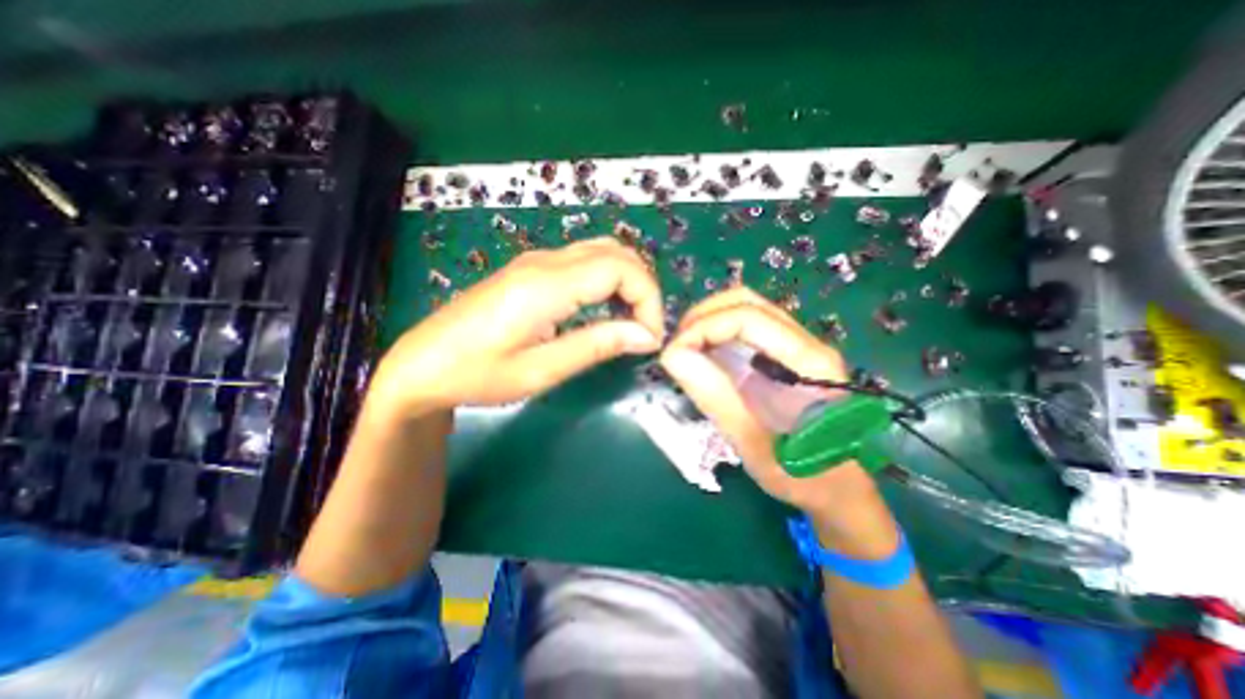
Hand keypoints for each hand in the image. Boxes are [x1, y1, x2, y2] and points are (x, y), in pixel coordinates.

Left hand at [371, 238, 665, 416]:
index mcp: (546, 286)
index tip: (650, 338)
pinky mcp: (531, 269)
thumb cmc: (478, 374)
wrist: (423, 363)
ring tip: (630, 321)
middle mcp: (545, 261)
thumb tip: (646, 336)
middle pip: (617, 252)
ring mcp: (537, 261)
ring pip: (603, 251)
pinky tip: (604, 309)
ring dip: (627, 281)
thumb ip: (596, 346)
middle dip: (644, 288)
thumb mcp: (541, 371)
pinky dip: (608, 279)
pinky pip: (585, 261)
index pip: (621, 270)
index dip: (648, 299)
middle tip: (645, 330)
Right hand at [661, 286, 894, 538]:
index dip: (704, 327)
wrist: (838, 490)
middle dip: (703, 317)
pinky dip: (717, 332)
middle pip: (747, 301)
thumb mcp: (755, 445)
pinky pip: (746, 327)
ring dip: (708, 321)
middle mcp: (806, 342)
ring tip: (685, 349)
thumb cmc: (803, 476)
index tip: (674, 354)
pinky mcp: (785, 355)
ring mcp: (796, 346)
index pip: (748, 317)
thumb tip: (673, 355)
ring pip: (745, 308)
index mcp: (809, 362)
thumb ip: (717, 398)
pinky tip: (703, 354)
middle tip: (676, 347)